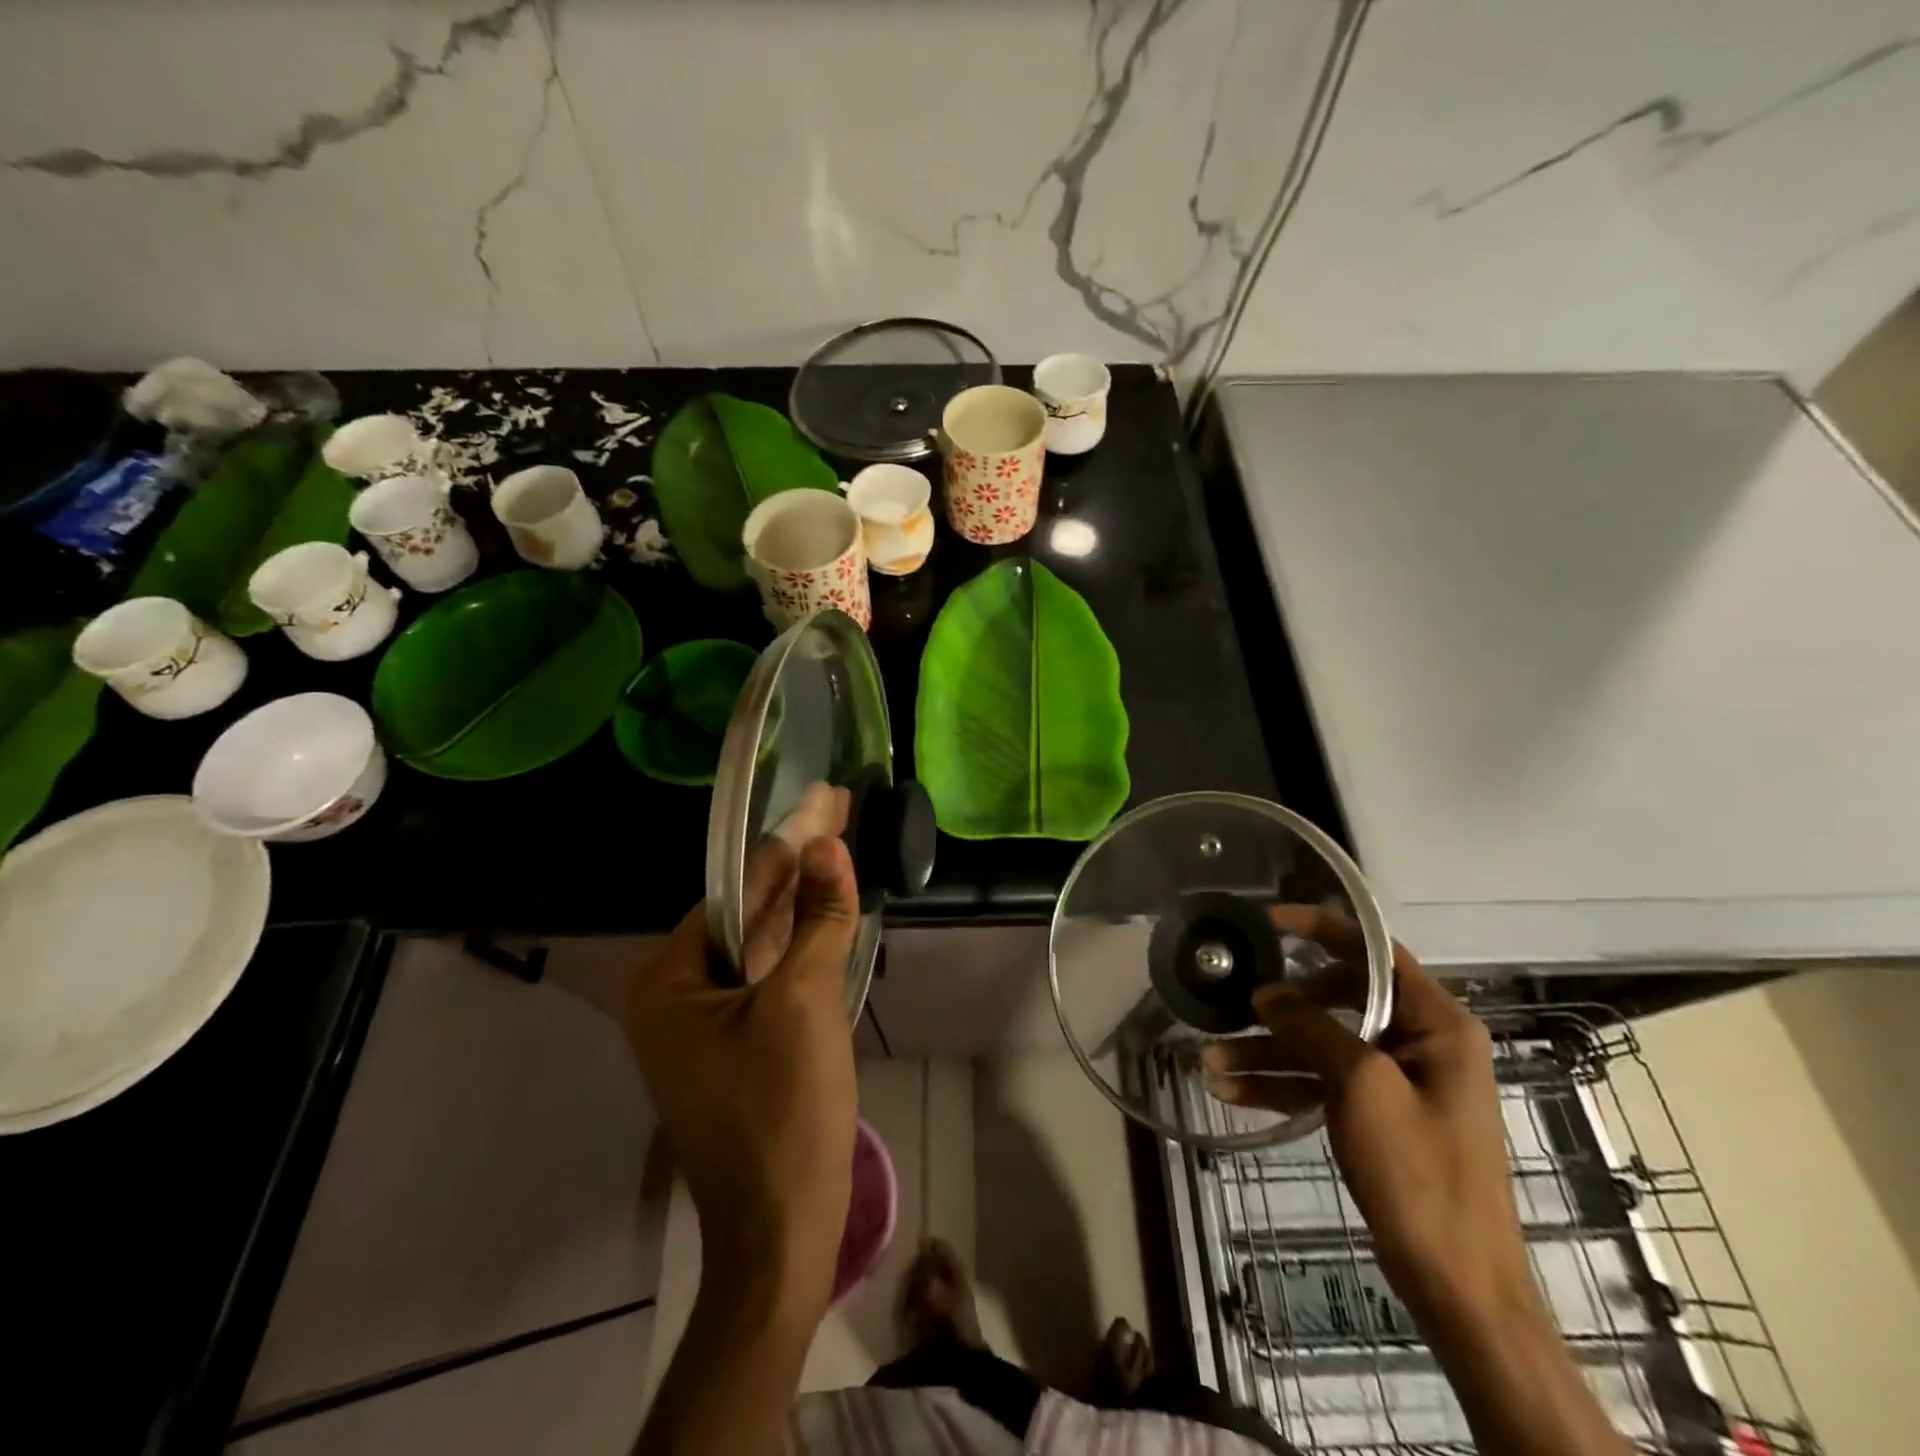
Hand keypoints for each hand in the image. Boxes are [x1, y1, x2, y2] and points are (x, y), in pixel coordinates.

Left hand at [624, 827, 859, 1310]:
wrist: (782, 1231)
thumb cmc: (783, 1112)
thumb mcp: (805, 1001)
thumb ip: (819, 918)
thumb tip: (830, 843)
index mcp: (668, 981)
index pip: (735, 891)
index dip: (786, 844)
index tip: (824, 800)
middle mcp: (674, 997)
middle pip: (747, 913)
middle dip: (797, 866)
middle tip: (840, 812)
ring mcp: (704, 1025)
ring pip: (761, 945)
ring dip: (802, 902)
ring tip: (841, 848)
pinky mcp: (736, 1046)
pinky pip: (768, 979)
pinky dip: (800, 946)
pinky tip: (829, 913)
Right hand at [1204, 910, 1629, 1455]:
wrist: (1457, 1284)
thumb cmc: (1419, 1173)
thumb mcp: (1361, 1086)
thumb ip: (1313, 1028)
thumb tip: (1267, 994)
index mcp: (1437, 1023)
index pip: (1374, 952)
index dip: (1320, 928)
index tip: (1266, 920)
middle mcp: (1421, 1042)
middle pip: (1338, 999)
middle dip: (1280, 1009)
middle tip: (1234, 1005)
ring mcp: (1398, 1081)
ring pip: (1322, 1045)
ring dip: (1269, 1053)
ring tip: (1210, 1063)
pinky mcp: (1379, 1115)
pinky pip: (1324, 1083)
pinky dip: (1283, 1085)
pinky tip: (1233, 1091)